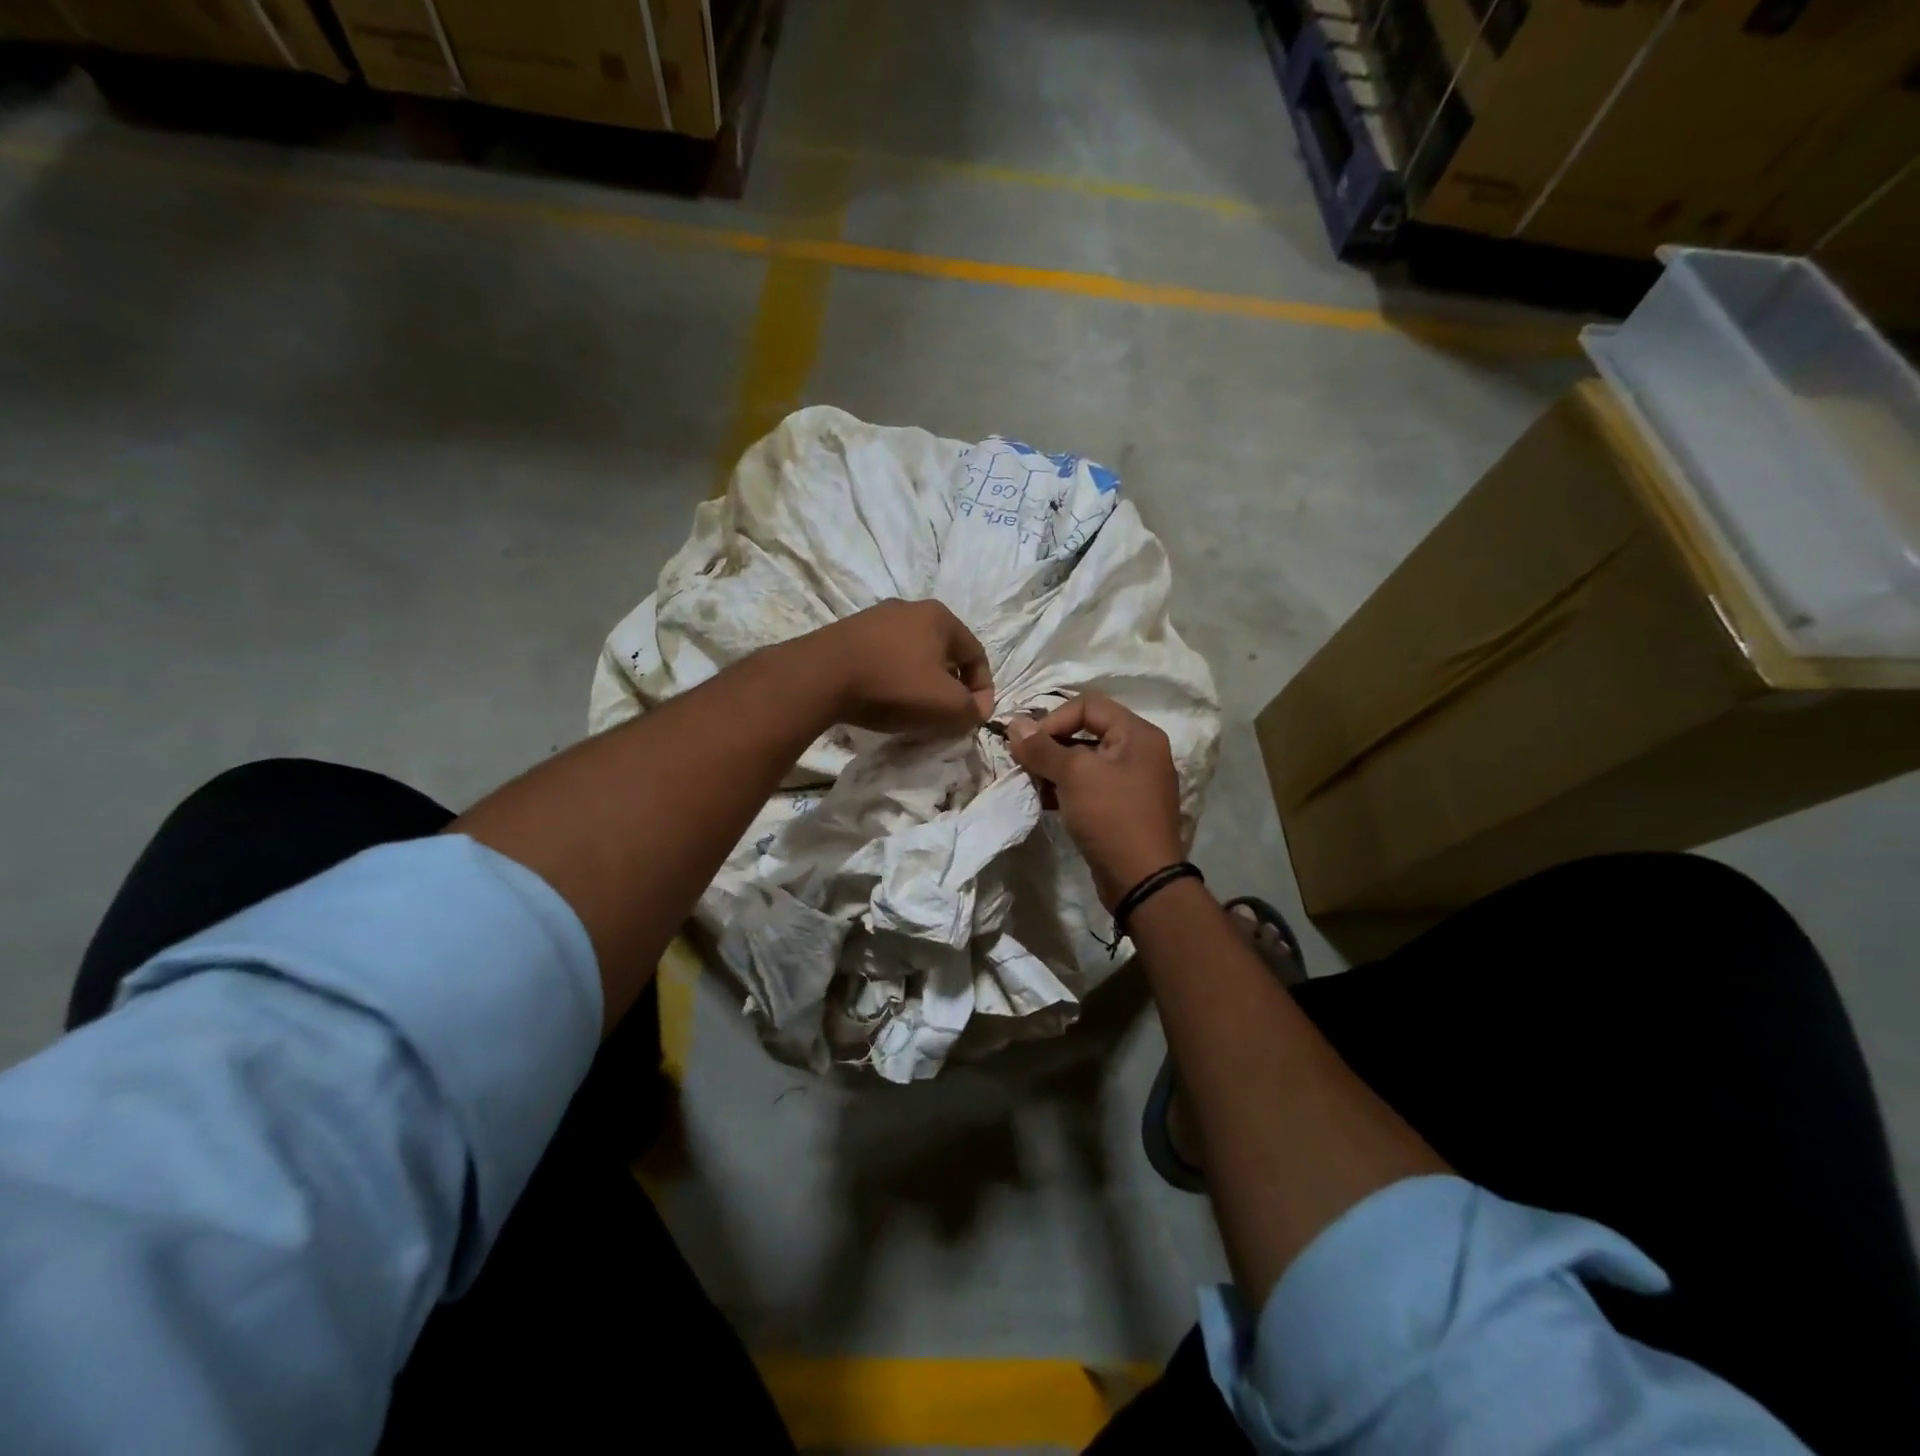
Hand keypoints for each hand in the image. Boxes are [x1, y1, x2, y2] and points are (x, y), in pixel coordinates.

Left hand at [795, 599, 993, 736]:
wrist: (820, 676)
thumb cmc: (893, 685)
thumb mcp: (946, 706)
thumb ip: (972, 710)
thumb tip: (977, 710)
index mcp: (940, 617)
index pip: (977, 655)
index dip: (983, 690)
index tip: (975, 717)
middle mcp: (911, 608)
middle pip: (944, 652)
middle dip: (951, 685)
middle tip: (946, 713)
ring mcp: (876, 617)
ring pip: (913, 653)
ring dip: (920, 681)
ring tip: (914, 708)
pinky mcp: (849, 632)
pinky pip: (884, 656)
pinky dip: (892, 677)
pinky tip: (883, 697)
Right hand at [1007, 693, 1183, 907]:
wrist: (1142, 880)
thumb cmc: (1111, 816)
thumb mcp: (1074, 775)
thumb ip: (1042, 748)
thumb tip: (1014, 724)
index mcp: (1138, 734)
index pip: (1088, 705)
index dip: (1054, 719)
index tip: (1029, 745)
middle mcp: (1141, 751)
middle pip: (1087, 731)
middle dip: (1051, 745)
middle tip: (1025, 764)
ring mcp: (1134, 781)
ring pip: (1086, 761)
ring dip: (1055, 768)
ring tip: (1032, 784)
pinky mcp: (1124, 808)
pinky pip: (1091, 786)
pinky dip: (1067, 789)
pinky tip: (1045, 801)